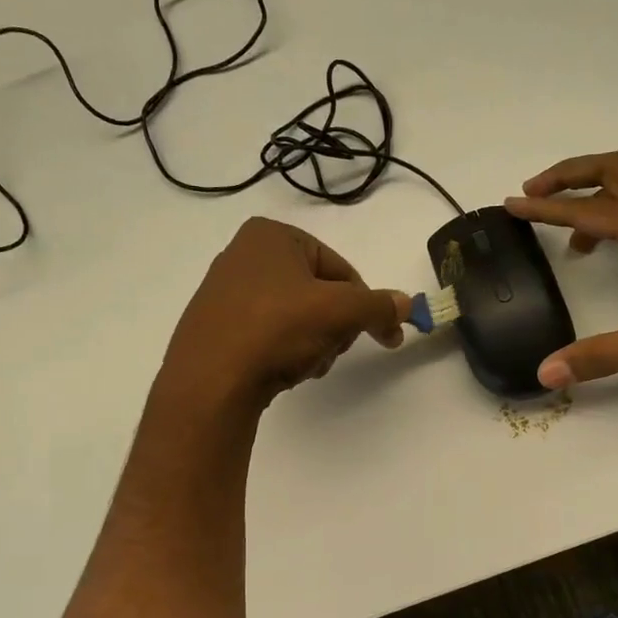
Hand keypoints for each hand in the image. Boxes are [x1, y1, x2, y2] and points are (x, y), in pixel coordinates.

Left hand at [160, 217, 407, 410]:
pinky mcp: (216, 329)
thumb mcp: (339, 312)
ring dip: (313, 344)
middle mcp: (243, 256)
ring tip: (304, 365)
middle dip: (333, 327)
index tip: (379, 334)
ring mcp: (225, 294)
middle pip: (318, 294)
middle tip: (331, 350)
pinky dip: (284, 352)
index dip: (363, 303)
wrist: (210, 381)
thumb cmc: (276, 329)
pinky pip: (268, 335)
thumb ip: (379, 306)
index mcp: (271, 236)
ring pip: (296, 318)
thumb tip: (407, 305)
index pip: (340, 268)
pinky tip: (282, 372)